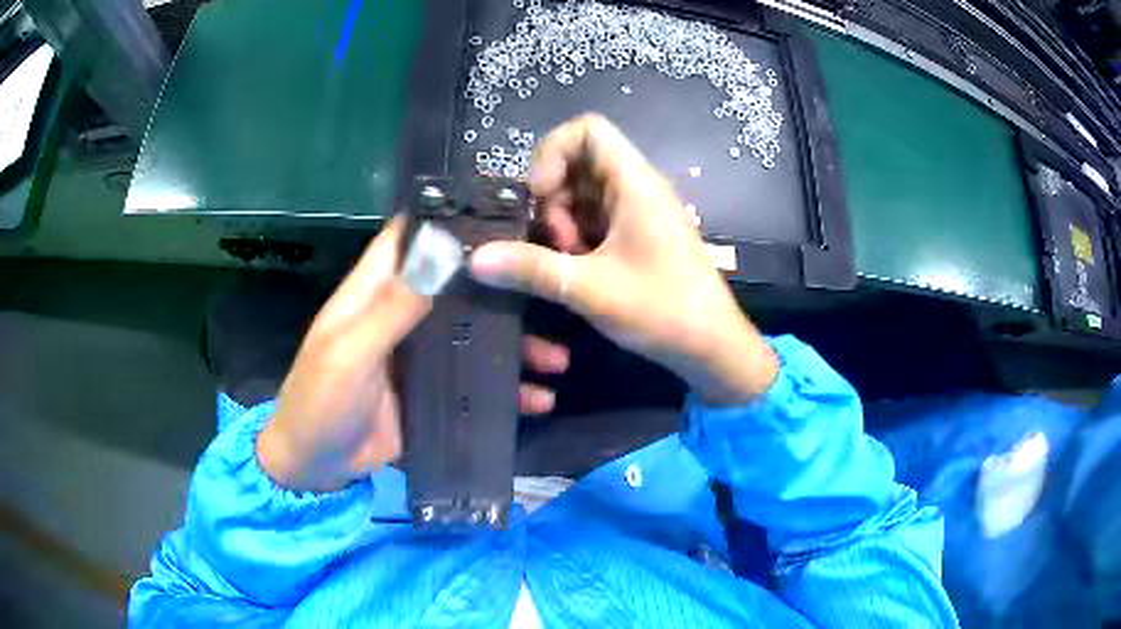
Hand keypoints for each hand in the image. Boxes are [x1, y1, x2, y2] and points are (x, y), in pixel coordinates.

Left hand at [257, 218, 569, 491]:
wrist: (315, 467)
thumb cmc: (321, 400)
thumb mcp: (351, 351)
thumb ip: (394, 306)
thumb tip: (442, 248)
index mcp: (373, 293)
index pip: (409, 238)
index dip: (446, 218)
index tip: (500, 207)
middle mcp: (400, 315)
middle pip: (456, 287)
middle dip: (501, 284)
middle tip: (551, 280)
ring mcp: (419, 357)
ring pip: (473, 335)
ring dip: (514, 344)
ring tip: (558, 358)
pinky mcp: (431, 392)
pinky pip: (474, 382)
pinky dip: (505, 390)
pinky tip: (538, 400)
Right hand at [471, 114, 779, 404]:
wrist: (713, 347)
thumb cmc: (662, 309)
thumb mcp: (590, 288)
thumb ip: (531, 268)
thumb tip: (475, 259)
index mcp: (634, 182)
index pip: (587, 129)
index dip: (552, 151)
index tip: (539, 195)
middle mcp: (637, 188)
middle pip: (578, 162)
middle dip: (553, 198)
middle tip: (555, 242)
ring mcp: (639, 212)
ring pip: (584, 194)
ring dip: (563, 223)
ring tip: (567, 262)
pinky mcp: (639, 236)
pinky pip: (597, 219)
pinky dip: (578, 238)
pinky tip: (579, 270)